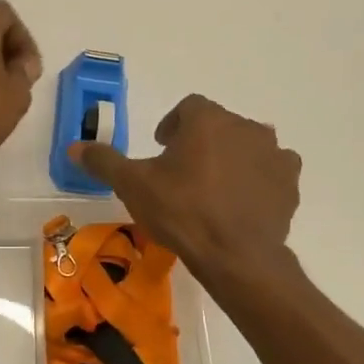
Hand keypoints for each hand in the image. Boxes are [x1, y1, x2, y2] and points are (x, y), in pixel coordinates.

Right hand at [70, 94, 299, 278]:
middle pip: (219, 125)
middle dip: (201, 142)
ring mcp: (274, 154)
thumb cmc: (181, 212)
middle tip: (183, 173)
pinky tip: (241, 203)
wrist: (236, 256)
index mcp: (207, 120)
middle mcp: (246, 126)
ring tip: (213, 189)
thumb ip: (104, 161)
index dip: (173, 125)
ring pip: (247, 146)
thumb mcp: (133, 185)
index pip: (189, 107)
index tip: (162, 148)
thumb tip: (73, 147)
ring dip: (231, 158)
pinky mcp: (290, 182)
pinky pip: (271, 171)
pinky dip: (257, 179)